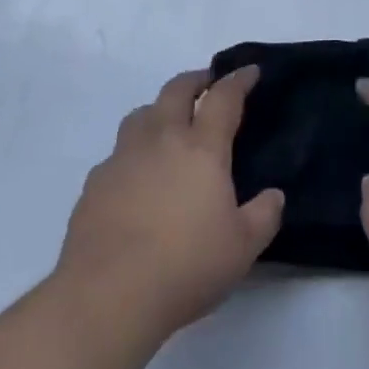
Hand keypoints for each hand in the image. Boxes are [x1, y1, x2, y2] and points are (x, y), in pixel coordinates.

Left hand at [55, 66, 283, 342]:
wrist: (106, 297)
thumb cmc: (185, 267)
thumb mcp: (242, 248)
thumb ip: (264, 216)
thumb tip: (274, 196)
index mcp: (202, 148)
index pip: (224, 97)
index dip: (239, 80)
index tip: (249, 71)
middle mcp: (162, 140)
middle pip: (177, 90)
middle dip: (195, 80)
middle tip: (207, 83)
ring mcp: (123, 158)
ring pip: (141, 114)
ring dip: (159, 109)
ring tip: (168, 124)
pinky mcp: (94, 184)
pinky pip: (117, 153)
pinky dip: (131, 152)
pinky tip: (135, 177)